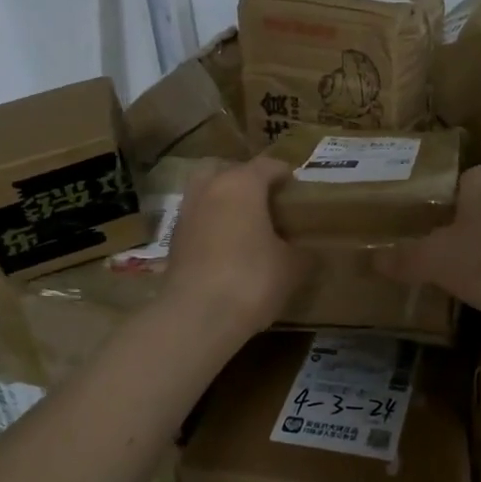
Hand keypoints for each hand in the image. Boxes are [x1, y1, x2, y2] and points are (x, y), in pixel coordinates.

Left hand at [162, 157, 309, 338]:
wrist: (197, 316)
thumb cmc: (252, 279)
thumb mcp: (292, 267)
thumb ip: (302, 251)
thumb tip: (306, 250)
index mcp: (242, 184)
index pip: (268, 165)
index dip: (285, 175)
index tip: (298, 190)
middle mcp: (210, 189)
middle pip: (228, 170)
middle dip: (246, 180)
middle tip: (266, 202)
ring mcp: (187, 213)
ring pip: (207, 193)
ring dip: (224, 201)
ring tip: (246, 225)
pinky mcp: (174, 240)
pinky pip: (198, 220)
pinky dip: (211, 225)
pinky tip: (227, 247)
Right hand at [374, 166, 480, 315]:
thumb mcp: (434, 258)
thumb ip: (404, 257)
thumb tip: (371, 259)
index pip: (452, 178)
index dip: (430, 192)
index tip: (406, 212)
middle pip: (466, 210)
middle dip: (443, 226)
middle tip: (409, 242)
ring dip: (462, 253)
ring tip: (429, 269)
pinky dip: (480, 277)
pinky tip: (460, 292)